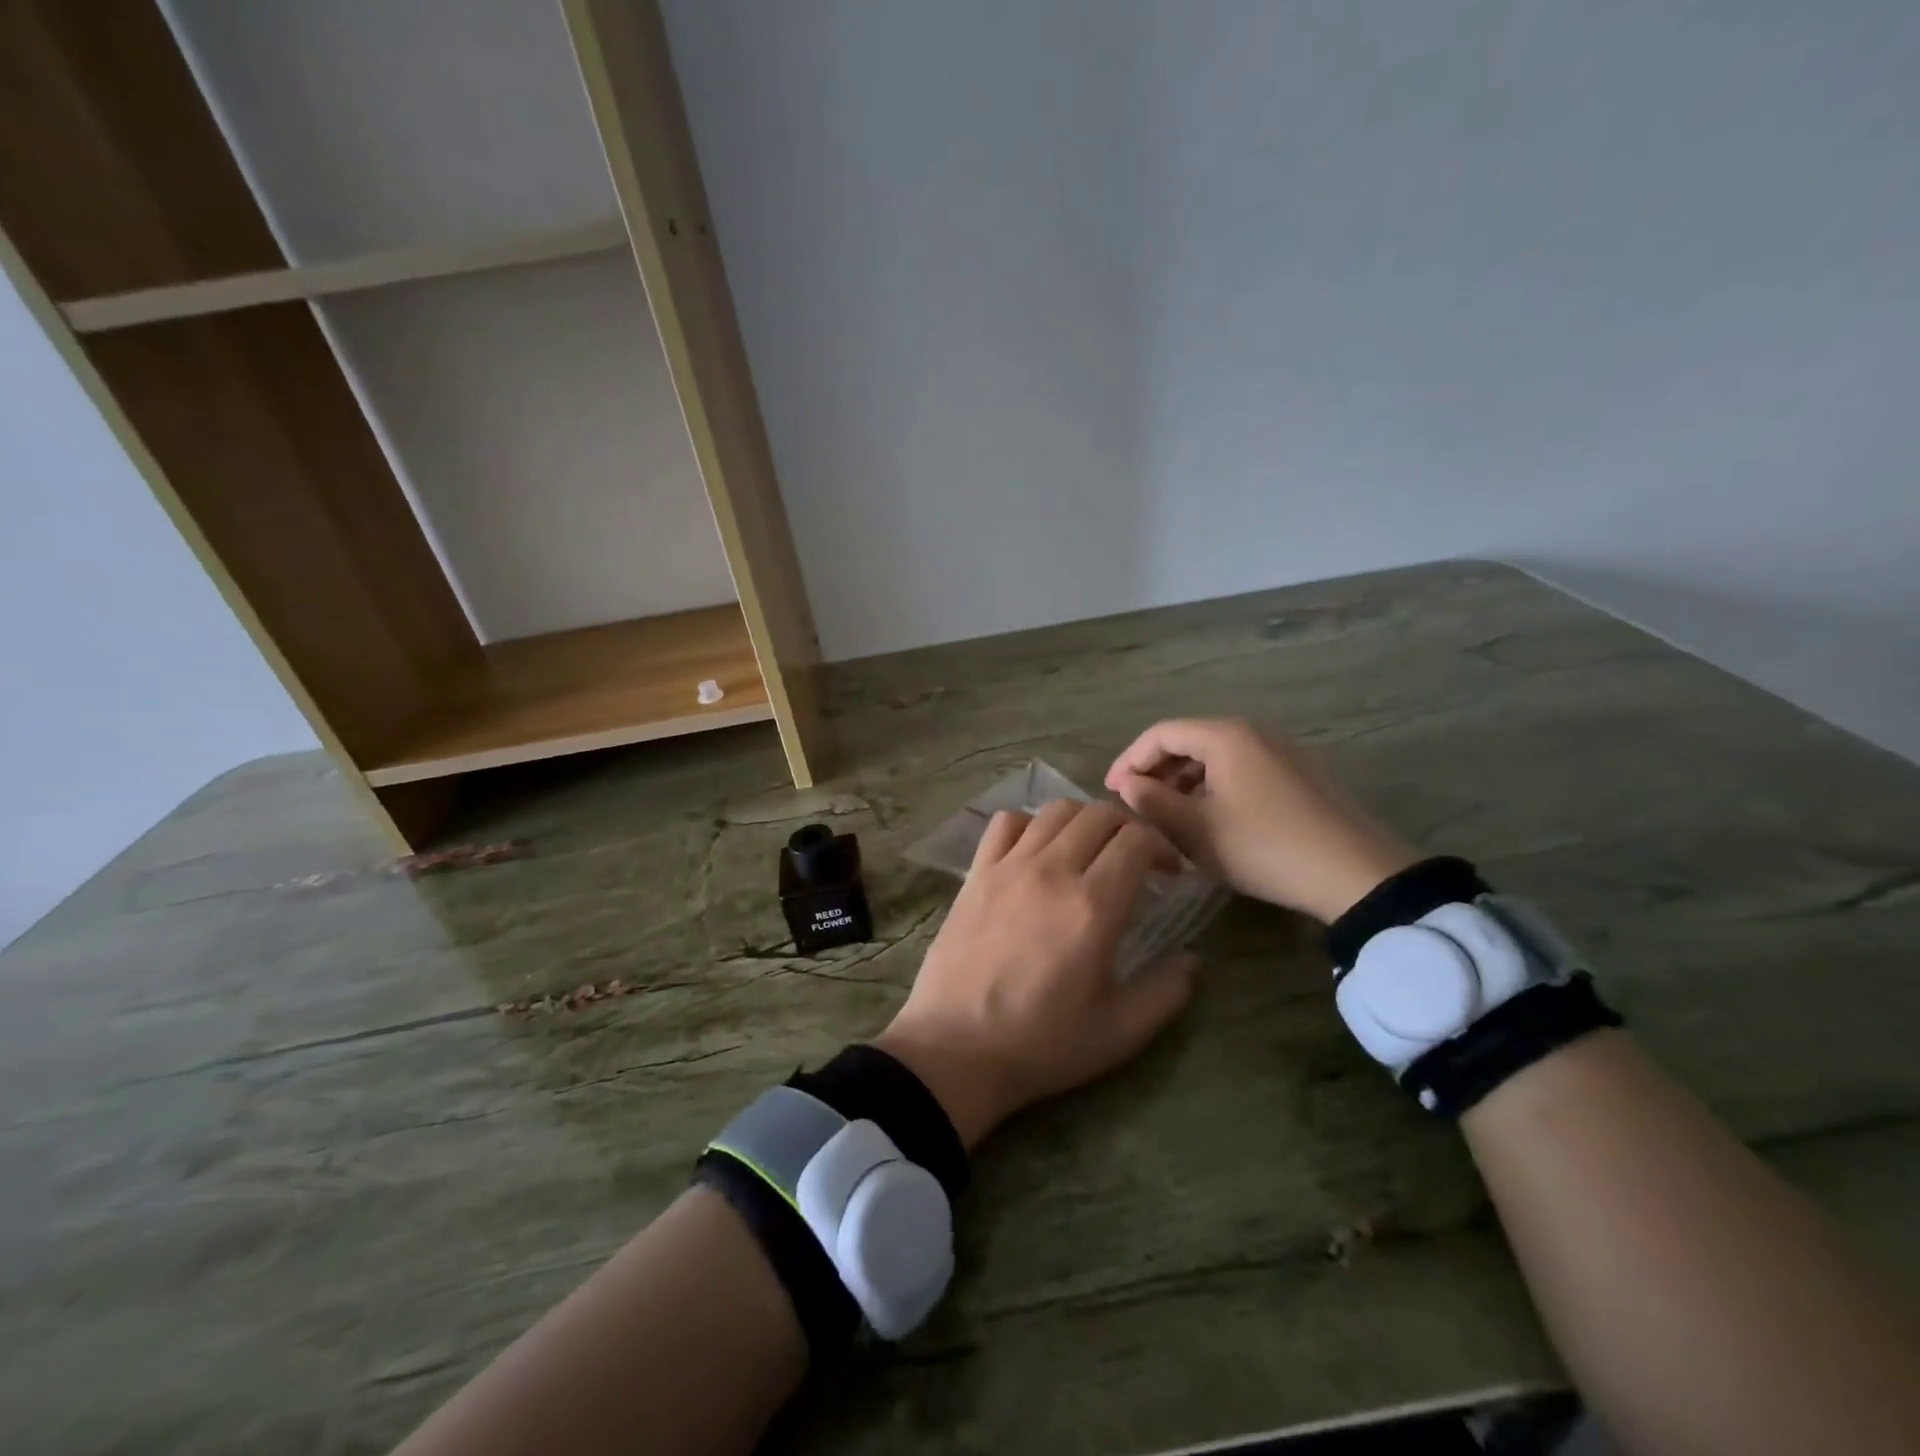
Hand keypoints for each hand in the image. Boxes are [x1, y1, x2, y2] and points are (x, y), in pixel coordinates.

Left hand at [874, 800, 1199, 1148]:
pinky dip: (1029, 823)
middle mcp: (1052, 871)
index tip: (1169, 874)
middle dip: (1129, 827)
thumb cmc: (1041, 1044)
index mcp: (1093, 906)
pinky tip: (1036, 851)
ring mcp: (1008, 867)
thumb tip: (1192, 960)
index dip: (1162, 847)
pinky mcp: (976, 873)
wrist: (956, 1049)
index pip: (1137, 840)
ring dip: (1083, 820)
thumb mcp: (1119, 1032)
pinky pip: (1005, 823)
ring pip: (1055, 811)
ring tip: (1089, 850)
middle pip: (1099, 814)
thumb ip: (1165, 992)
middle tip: (1135, 859)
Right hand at [1105, 718, 1415, 923]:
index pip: (1161, 734)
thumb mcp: (1196, 831)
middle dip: (1156, 771)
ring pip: (1216, 758)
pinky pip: (1241, 770)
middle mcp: (1253, 732)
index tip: (1111, 792)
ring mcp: (1281, 752)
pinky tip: (1210, 820)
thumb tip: (1127, 785)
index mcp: (1224, 736)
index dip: (1129, 760)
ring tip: (1168, 817)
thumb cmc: (1263, 847)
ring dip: (1184, 782)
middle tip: (1136, 805)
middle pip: (1189, 741)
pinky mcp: (1299, 775)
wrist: (1354, 874)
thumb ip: (1153, 802)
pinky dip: (1214, 788)